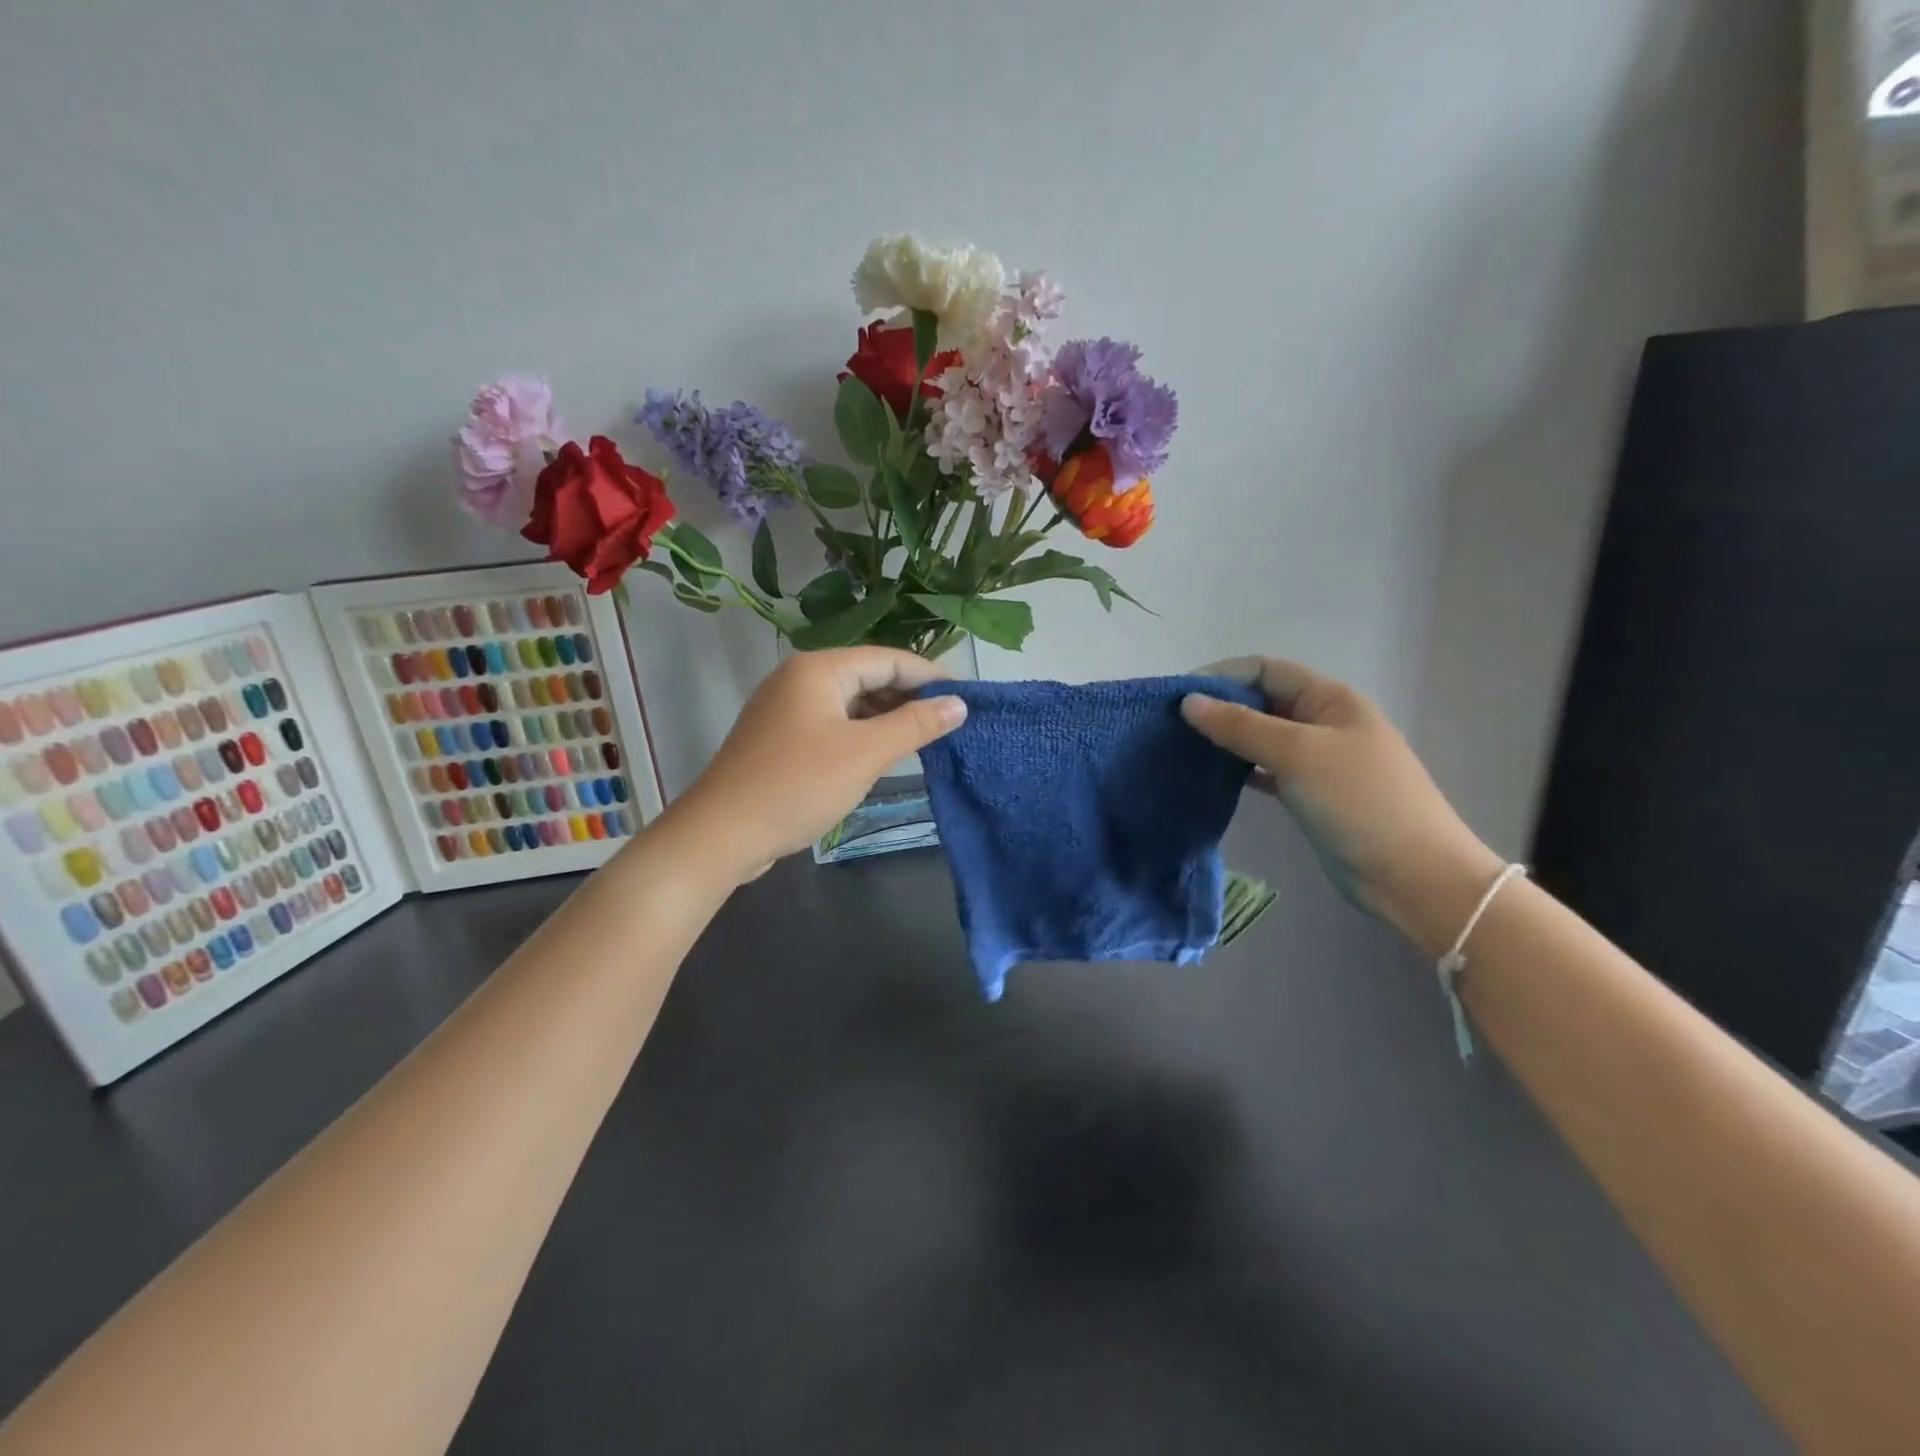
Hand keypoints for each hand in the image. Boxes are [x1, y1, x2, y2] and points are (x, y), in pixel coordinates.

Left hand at [665, 647, 967, 884]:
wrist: (721, 834)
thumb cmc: (798, 785)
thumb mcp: (865, 754)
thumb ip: (915, 725)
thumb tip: (958, 704)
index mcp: (819, 669)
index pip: (889, 658)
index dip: (930, 676)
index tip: (966, 698)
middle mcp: (800, 678)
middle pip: (868, 676)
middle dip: (909, 697)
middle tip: (950, 723)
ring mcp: (786, 708)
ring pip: (850, 702)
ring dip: (886, 718)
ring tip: (924, 740)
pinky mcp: (780, 737)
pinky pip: (832, 724)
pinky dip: (861, 734)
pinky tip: (882, 755)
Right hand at [1182, 657, 1503, 955]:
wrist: (1414, 876)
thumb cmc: (1359, 802)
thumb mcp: (1298, 754)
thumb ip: (1241, 726)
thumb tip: (1188, 702)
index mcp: (1329, 699)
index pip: (1266, 670)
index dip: (1222, 676)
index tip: (1178, 697)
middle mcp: (1322, 722)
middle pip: (1262, 701)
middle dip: (1219, 707)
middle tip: (1172, 726)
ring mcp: (1317, 760)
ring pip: (1261, 737)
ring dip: (1226, 739)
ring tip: (1182, 748)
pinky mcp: (1309, 793)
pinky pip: (1265, 769)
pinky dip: (1239, 769)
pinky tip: (1211, 777)